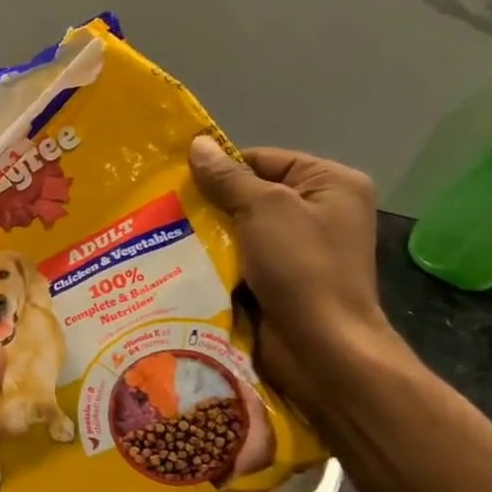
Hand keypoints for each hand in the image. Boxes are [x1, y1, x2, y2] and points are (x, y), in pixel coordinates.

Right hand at [189, 139, 399, 410]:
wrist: (321, 349)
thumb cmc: (302, 267)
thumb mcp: (264, 208)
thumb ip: (228, 177)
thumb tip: (198, 143)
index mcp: (331, 184)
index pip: (264, 159)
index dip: (222, 167)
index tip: (177, 178)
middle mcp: (319, 213)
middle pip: (250, 194)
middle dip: (209, 203)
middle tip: (163, 205)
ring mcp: (299, 250)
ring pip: (239, 230)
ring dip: (207, 235)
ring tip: (161, 233)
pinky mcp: (279, 281)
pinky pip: (239, 259)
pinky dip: (214, 261)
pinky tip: (179, 260)